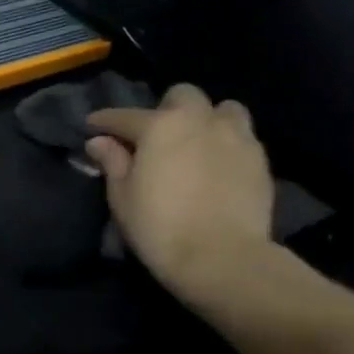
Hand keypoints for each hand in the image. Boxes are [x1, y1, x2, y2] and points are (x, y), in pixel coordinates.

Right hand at [87, 84, 275, 307]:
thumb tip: (100, 141)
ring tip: (197, 143)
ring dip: (207, 119)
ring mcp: (236, 137)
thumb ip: (112, 163)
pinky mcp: (260, 160)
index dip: (105, 121)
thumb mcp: (123, 197)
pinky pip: (242, 138)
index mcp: (161, 126)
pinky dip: (227, 144)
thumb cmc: (160, 227)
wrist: (222, 258)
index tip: (93, 126)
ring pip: (223, 110)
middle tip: (156, 136)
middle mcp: (200, 120)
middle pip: (183, 95)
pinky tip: (218, 167)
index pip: (125, 116)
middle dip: (167, 108)